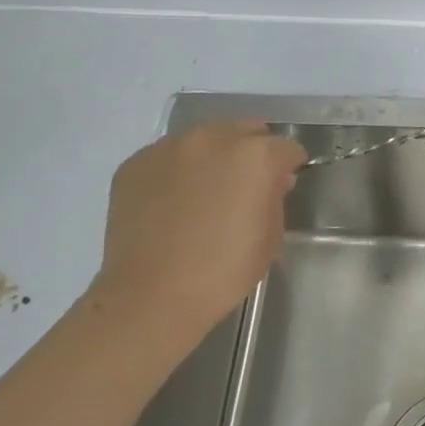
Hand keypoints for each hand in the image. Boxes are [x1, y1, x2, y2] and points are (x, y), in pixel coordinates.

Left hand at [89, 121, 305, 342]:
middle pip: (245, 130)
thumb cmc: (224, 270)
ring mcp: (168, 147)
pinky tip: (173, 204)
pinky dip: (178, 171)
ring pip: (204, 139)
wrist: (151, 295)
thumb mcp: (271, 235)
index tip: (283, 186)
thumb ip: (276, 195)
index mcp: (255, 155)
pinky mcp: (136, 163)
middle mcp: (212, 138)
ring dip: (214, 157)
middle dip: (253, 152)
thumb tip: (272, 180)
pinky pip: (168, 157)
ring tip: (205, 193)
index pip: (286, 147)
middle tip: (246, 186)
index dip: (288, 167)